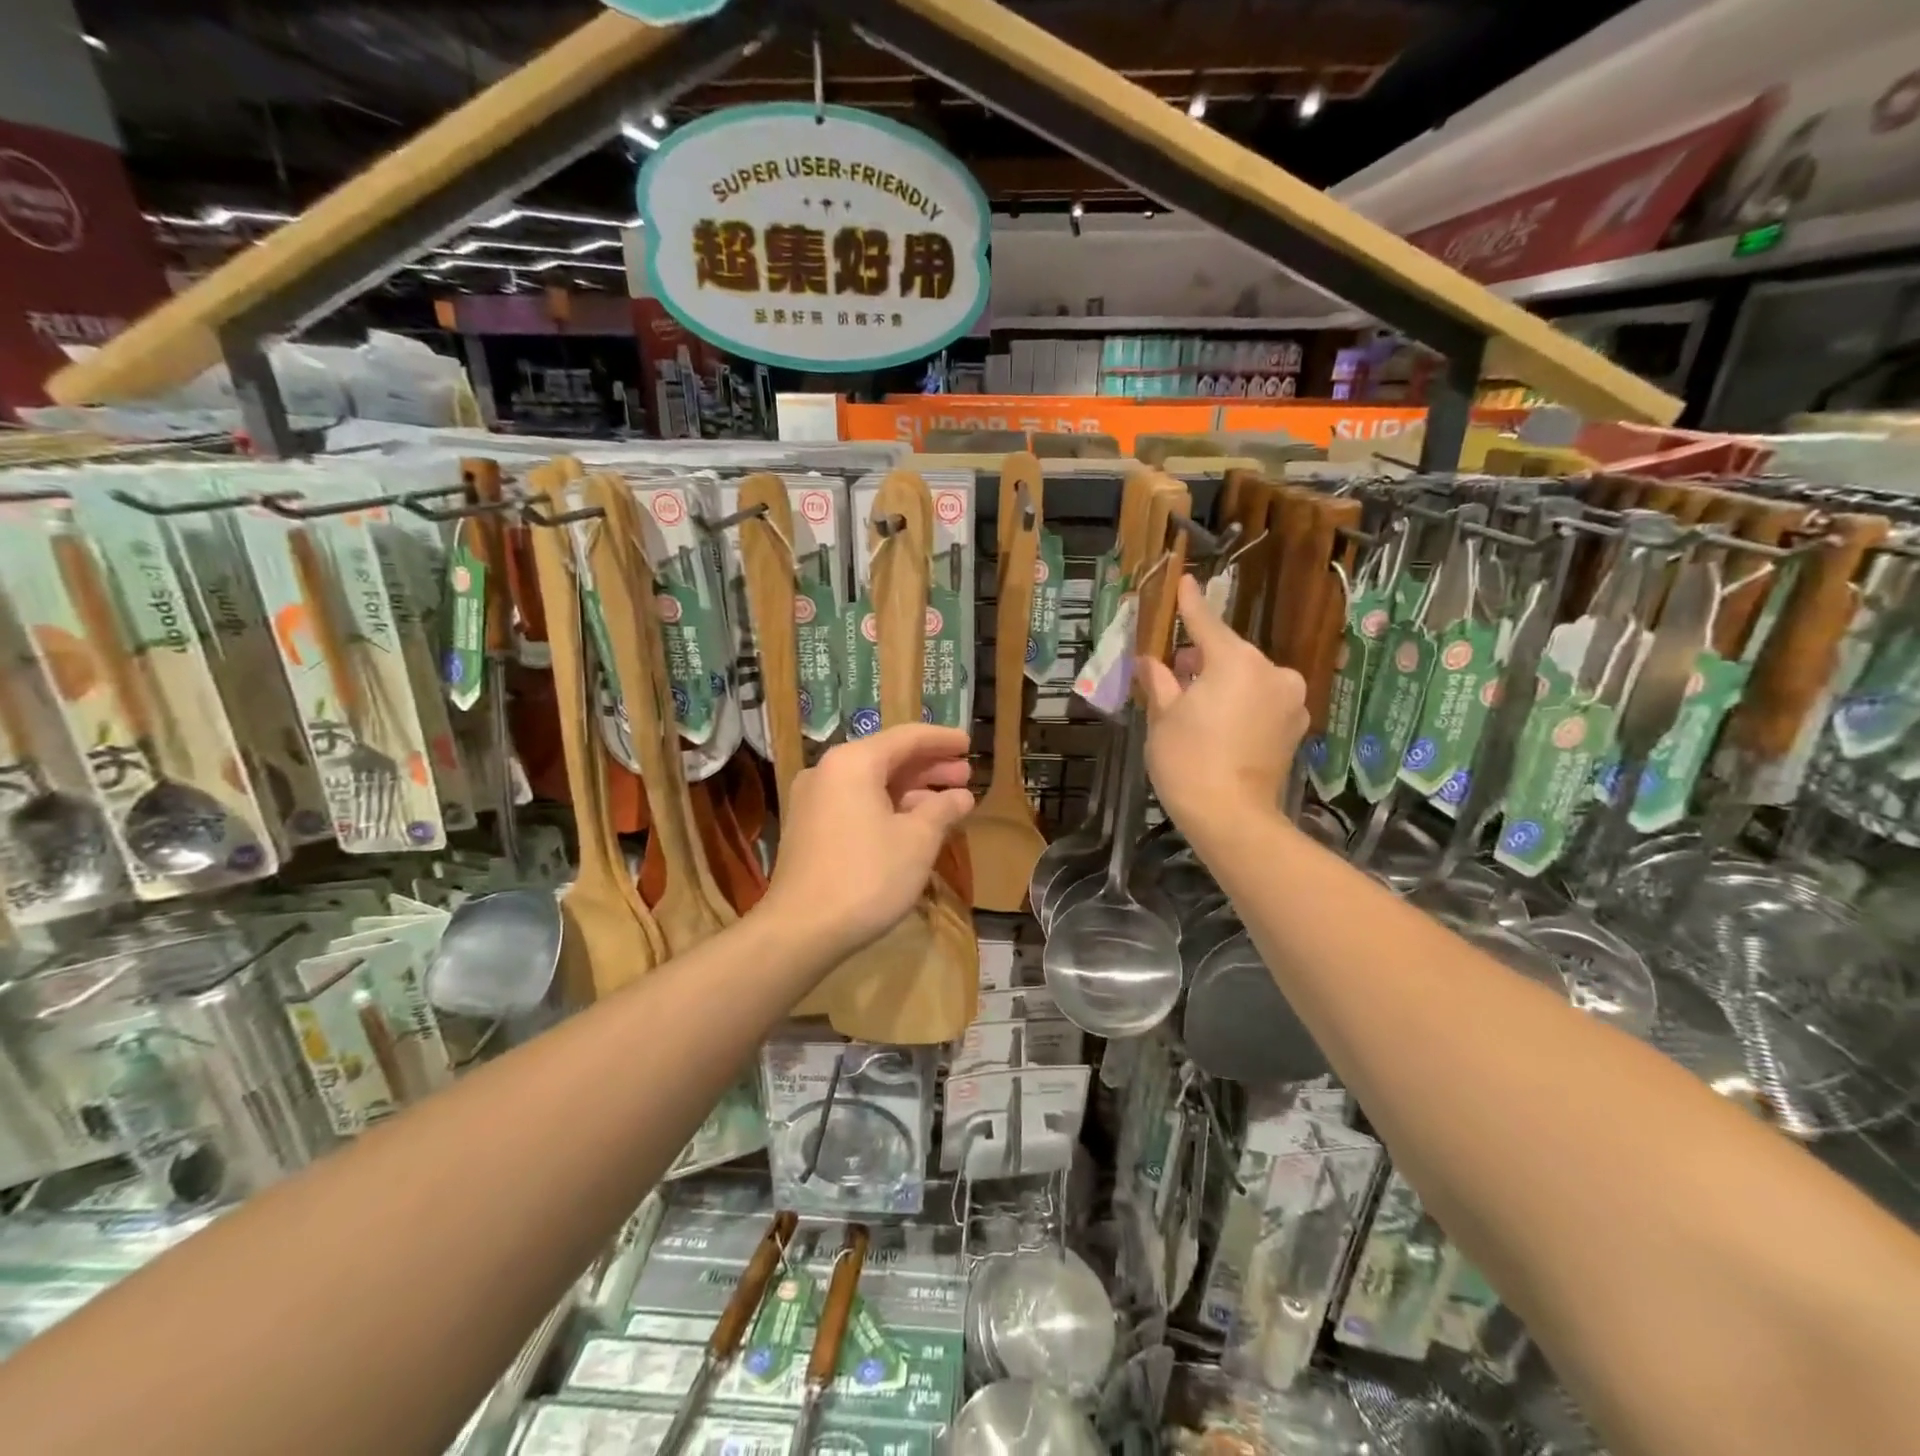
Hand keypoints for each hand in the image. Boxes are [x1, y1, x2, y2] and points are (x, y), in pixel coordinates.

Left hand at [761, 725, 974, 960]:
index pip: (907, 738)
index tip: (969, 743)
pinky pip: (856, 803)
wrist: (801, 930)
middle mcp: (828, 771)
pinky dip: (888, 807)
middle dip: (929, 766)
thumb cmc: (867, 876)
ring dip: (911, 790)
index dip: (942, 740)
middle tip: (965, 774)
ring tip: (948, 801)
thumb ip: (942, 809)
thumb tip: (961, 796)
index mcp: (853, 762)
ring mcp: (814, 800)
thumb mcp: (917, 841)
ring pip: (872, 783)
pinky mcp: (810, 828)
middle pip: (888, 758)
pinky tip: (914, 824)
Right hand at [1137, 574, 1307, 828]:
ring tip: (1194, 703)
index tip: (1184, 581)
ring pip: (1248, 679)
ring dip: (1223, 682)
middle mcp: (1272, 673)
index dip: (1190, 603)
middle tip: (1173, 672)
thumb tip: (1149, 662)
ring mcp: (1290, 701)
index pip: (1206, 623)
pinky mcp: (1296, 727)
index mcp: (1236, 662)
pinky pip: (1262, 701)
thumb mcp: (1163, 717)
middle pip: (1230, 654)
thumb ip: (1159, 681)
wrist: (1232, 818)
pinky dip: (1241, 703)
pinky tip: (1219, 723)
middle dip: (1202, 659)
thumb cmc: (1188, 760)